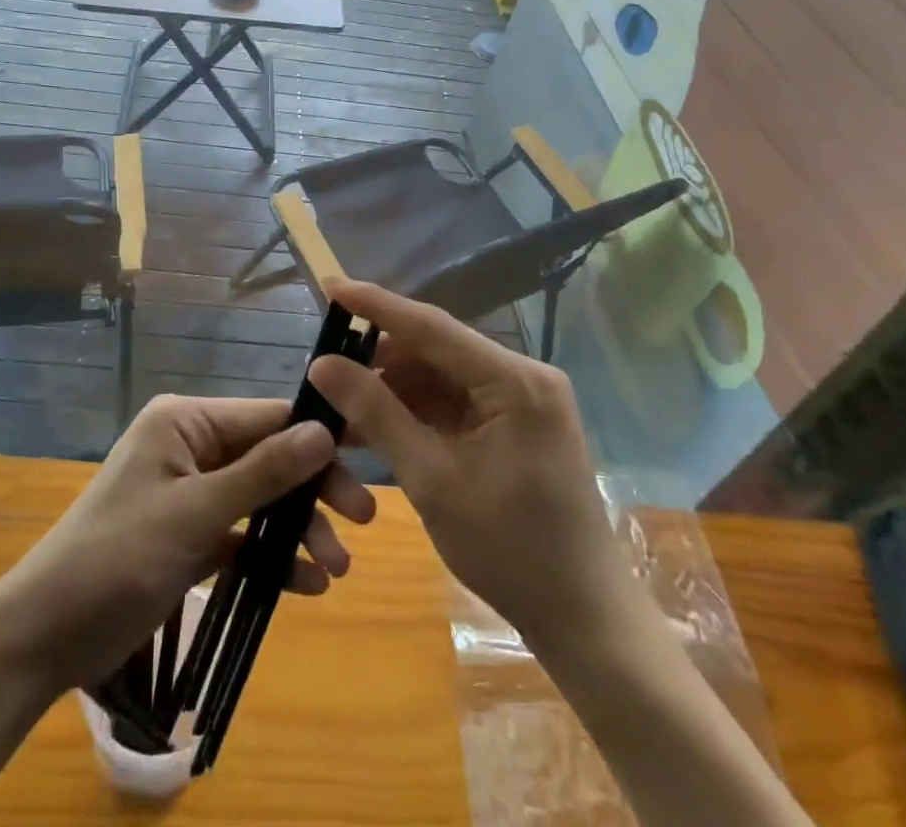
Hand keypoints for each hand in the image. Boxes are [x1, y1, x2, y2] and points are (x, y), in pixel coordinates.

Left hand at [0, 394, 375, 693]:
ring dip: (297, 530)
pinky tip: (305, 585)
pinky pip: (241, 535)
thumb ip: (263, 472)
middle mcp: (192, 446)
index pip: (266, 416)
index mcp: (186, 422)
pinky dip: (270, 557)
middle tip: (364, 521)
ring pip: (260, 498)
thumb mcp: (196, 513)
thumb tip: (325, 431)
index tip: (369, 456)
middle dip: (313, 490)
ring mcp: (190, 491)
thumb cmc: (118, 556)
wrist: (45, 635)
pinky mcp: (189, 535)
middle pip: (269, 457)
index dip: (317, 435)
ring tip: (336, 569)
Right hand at [310, 282, 643, 655]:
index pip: (433, 326)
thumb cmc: (510, 550)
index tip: (331, 286)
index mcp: (515, 381)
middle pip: (437, 350)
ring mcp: (522, 400)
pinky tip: (376, 426)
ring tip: (342, 405)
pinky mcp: (516, 424)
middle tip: (326, 369)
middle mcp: (523, 376)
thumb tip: (323, 364)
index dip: (378, 306)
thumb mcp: (431, 478)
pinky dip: (416, 412)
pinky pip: (455, 402)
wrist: (583, 619)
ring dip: (394, 389)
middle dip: (381, 360)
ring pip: (442, 377)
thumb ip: (376, 413)